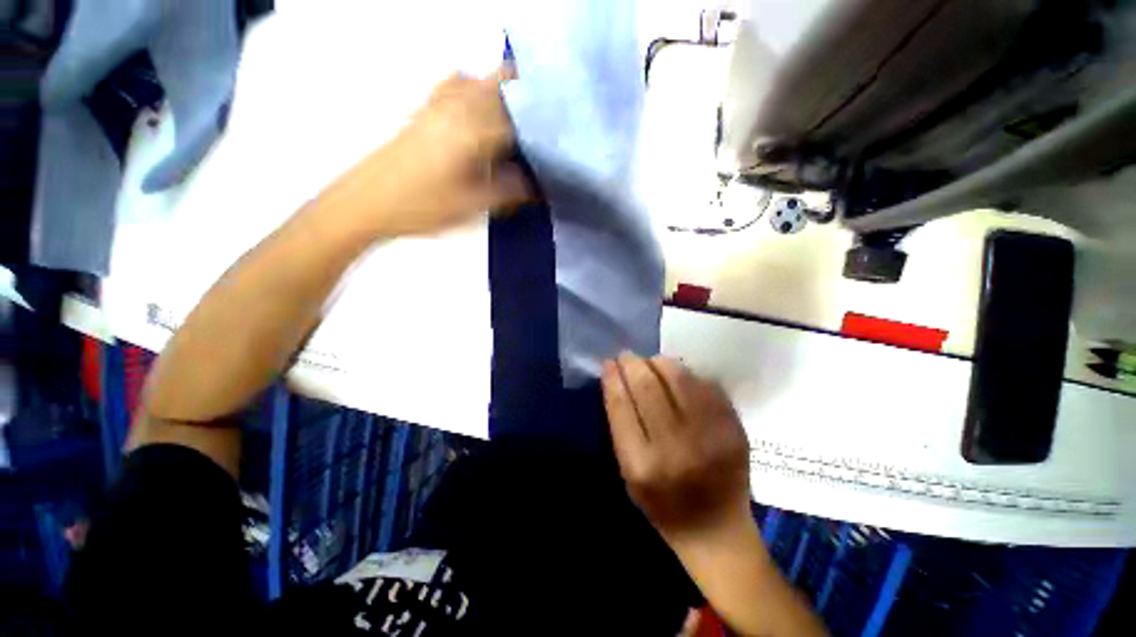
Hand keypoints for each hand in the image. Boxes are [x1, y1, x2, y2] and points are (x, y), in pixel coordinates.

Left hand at [320, 65, 533, 237]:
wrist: (367, 201)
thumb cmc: (423, 205)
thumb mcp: (473, 205)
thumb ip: (510, 190)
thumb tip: (537, 183)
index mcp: (474, 127)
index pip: (520, 112)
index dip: (544, 120)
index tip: (561, 134)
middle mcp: (458, 104)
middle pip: (504, 86)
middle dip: (530, 101)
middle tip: (548, 130)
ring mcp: (438, 102)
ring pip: (481, 81)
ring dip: (506, 93)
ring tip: (523, 121)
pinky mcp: (425, 109)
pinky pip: (456, 85)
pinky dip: (476, 89)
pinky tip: (481, 110)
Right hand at [602, 352, 752, 548]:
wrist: (717, 530)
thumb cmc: (663, 505)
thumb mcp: (628, 474)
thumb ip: (621, 427)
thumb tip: (616, 379)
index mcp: (642, 464)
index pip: (622, 404)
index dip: (614, 378)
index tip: (609, 363)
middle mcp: (675, 447)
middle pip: (648, 386)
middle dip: (633, 364)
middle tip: (628, 356)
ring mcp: (709, 436)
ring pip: (678, 378)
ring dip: (660, 363)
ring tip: (652, 362)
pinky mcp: (733, 428)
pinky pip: (704, 385)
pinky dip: (686, 374)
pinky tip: (678, 376)